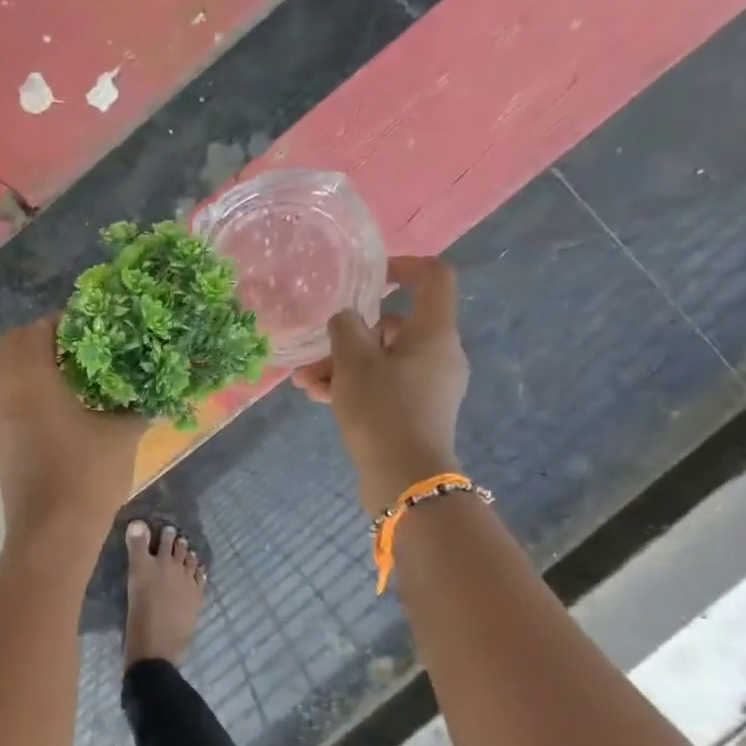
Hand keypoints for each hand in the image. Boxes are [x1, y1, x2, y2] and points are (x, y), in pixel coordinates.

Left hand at [0, 317, 145, 549]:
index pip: (38, 328)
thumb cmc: (86, 476)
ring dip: (34, 364)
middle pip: (15, 344)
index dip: (65, 321)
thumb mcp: (122, 434)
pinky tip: (61, 405)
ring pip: (8, 371)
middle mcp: (4, 390)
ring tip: (75, 374)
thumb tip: (155, 390)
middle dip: (45, 338)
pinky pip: (8, 396)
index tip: (94, 326)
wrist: (51, 534)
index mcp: (30, 378)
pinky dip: (27, 388)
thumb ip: (137, 405)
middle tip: (83, 347)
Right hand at [293, 257, 468, 515]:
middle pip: (395, 325)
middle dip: (349, 335)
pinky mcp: (417, 411)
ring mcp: (430, 385)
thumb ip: (345, 329)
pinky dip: (356, 386)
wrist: (406, 478)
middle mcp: (439, 353)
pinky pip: (385, 385)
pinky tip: (319, 398)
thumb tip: (346, 318)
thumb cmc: (382, 410)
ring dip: (343, 365)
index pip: (433, 277)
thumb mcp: (353, 363)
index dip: (403, 266)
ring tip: (305, 383)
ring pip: (383, 359)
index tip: (369, 277)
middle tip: (314, 350)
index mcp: (434, 332)